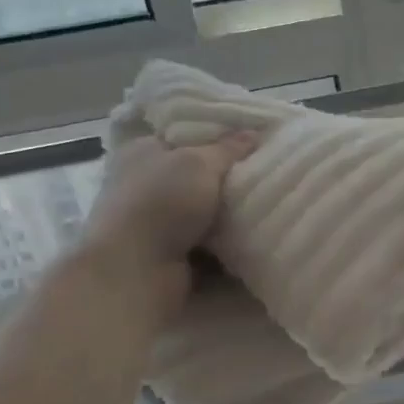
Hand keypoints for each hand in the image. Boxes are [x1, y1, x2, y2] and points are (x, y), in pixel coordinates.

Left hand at [78, 133, 256, 318]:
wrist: (136, 270)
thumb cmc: (162, 203)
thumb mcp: (199, 163)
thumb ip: (228, 148)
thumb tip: (253, 132)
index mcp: (143, 152)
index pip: (184, 138)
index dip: (217, 138)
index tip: (252, 142)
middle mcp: (145, 185)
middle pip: (196, 178)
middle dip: (228, 181)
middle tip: (265, 175)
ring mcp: (155, 224)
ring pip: (204, 215)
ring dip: (229, 218)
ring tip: (267, 208)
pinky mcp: (168, 257)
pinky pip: (206, 247)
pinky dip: (225, 248)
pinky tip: (253, 240)